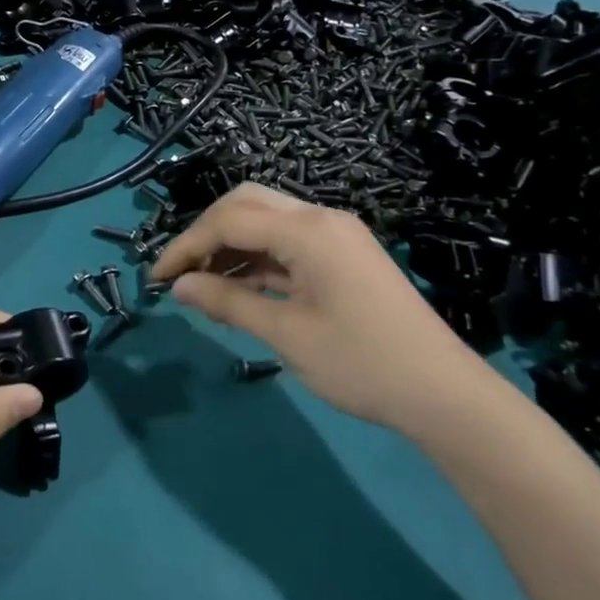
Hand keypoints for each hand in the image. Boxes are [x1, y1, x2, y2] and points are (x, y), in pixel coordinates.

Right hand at [150, 184, 495, 431]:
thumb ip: (228, 302)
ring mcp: (336, 236)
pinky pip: (288, 243)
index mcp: (308, 231)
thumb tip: (177, 286)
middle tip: (180, 273)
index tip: (156, 278)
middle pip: (246, 204)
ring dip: (230, 246)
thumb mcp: (286, 333)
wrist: (444, 394)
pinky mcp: (344, 256)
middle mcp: (321, 219)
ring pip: (267, 221)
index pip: (228, 221)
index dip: (186, 246)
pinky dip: (257, 259)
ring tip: (202, 286)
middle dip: (206, 234)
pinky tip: (237, 287)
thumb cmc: (361, 363)